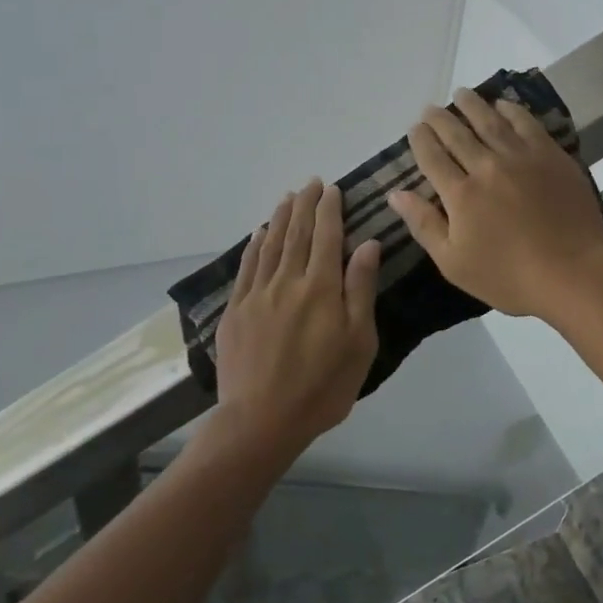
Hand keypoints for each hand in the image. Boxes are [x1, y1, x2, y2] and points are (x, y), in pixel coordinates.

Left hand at [215, 180, 380, 453]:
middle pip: (296, 233)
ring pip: (269, 245)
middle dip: (305, 205)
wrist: (261, 420)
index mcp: (320, 288)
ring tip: (287, 197)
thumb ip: (360, 289)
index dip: (329, 210)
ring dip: (280, 218)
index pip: (326, 236)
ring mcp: (256, 295)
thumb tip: (367, 244)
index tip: (332, 188)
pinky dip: (254, 246)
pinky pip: (246, 267)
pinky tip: (259, 234)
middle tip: (311, 183)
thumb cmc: (322, 387)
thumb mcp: (359, 342)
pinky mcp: (236, 311)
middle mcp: (286, 281)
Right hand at [389, 88, 602, 320]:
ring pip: (490, 121)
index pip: (432, 157)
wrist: (572, 272)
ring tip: (461, 94)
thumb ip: (424, 224)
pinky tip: (503, 105)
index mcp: (461, 195)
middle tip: (431, 109)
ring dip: (472, 105)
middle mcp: (487, 167)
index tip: (415, 129)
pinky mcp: (551, 156)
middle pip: (458, 134)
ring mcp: (522, 158)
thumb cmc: (508, 277)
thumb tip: (396, 194)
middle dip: (440, 119)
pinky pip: (526, 124)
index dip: (420, 140)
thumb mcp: (454, 262)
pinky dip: (511, 111)